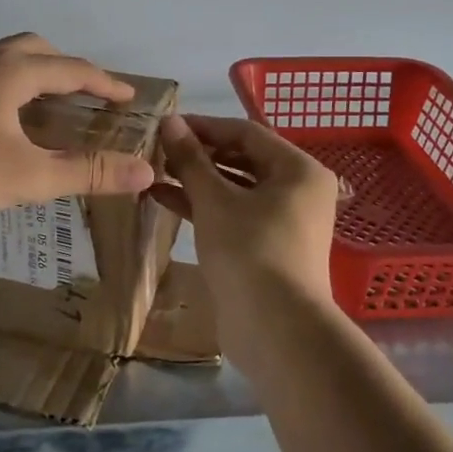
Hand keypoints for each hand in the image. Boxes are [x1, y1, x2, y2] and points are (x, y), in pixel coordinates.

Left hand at [0, 34, 157, 216]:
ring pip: (1, 58)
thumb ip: (88, 172)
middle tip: (85, 93)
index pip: (72, 69)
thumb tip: (145, 171)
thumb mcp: (30, 176)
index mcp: (12, 72)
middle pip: (35, 49)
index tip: (128, 96)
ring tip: (41, 103)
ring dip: (31, 73)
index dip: (104, 83)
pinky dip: (2, 86)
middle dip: (66, 67)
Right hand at [151, 115, 339, 318]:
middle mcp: (297, 191)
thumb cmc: (249, 251)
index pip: (246, 133)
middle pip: (242, 159)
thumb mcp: (214, 200)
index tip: (166, 125)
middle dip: (199, 154)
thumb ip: (191, 159)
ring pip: (235, 189)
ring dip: (196, 180)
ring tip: (154, 172)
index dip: (204, 126)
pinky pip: (233, 214)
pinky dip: (203, 206)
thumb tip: (169, 121)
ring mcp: (283, 222)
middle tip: (158, 150)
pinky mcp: (266, 247)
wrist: (276, 330)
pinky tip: (164, 199)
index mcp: (298, 170)